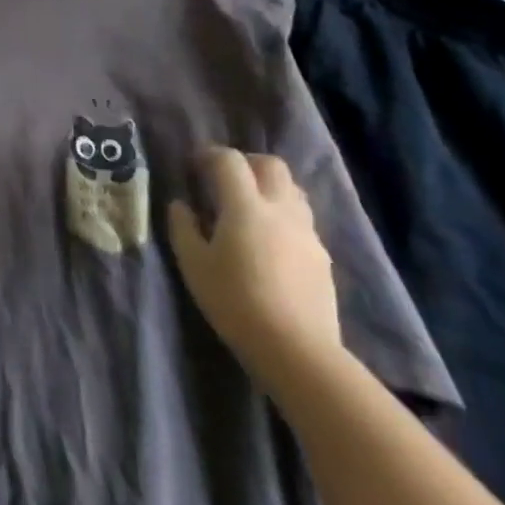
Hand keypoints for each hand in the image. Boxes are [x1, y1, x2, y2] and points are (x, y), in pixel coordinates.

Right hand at [166, 148, 342, 388]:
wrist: (297, 349)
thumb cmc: (235, 301)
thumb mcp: (193, 264)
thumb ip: (183, 227)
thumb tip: (181, 204)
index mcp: (246, 206)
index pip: (230, 160)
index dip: (209, 155)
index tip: (194, 165)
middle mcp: (281, 209)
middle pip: (271, 165)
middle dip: (247, 162)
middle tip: (225, 179)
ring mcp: (307, 232)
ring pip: (293, 190)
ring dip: (270, 187)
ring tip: (249, 207)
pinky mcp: (322, 257)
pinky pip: (303, 220)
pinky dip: (284, 216)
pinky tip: (270, 241)